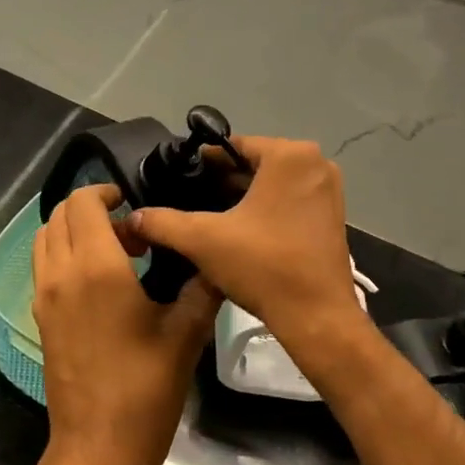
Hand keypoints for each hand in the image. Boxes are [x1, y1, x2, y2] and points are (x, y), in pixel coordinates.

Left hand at [31, 184, 218, 464]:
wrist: (97, 450)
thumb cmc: (144, 391)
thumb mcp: (185, 335)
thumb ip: (202, 287)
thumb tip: (215, 258)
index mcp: (95, 268)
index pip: (83, 203)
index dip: (105, 192)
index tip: (135, 205)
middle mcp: (60, 274)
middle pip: (60, 216)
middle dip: (93, 210)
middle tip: (133, 232)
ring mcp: (44, 297)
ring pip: (47, 240)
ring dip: (75, 232)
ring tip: (117, 254)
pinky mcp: (40, 318)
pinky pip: (44, 267)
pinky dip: (65, 256)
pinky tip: (102, 284)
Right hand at [129, 137, 364, 346]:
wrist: (316, 317)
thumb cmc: (263, 266)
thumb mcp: (203, 240)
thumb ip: (163, 222)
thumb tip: (132, 217)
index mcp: (290, 156)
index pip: (234, 146)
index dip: (201, 162)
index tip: (176, 177)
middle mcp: (316, 165)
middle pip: (254, 163)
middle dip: (221, 180)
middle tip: (187, 198)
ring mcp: (328, 191)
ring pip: (271, 183)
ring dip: (241, 196)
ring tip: (206, 216)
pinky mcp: (332, 217)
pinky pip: (289, 200)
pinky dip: (264, 209)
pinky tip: (237, 231)